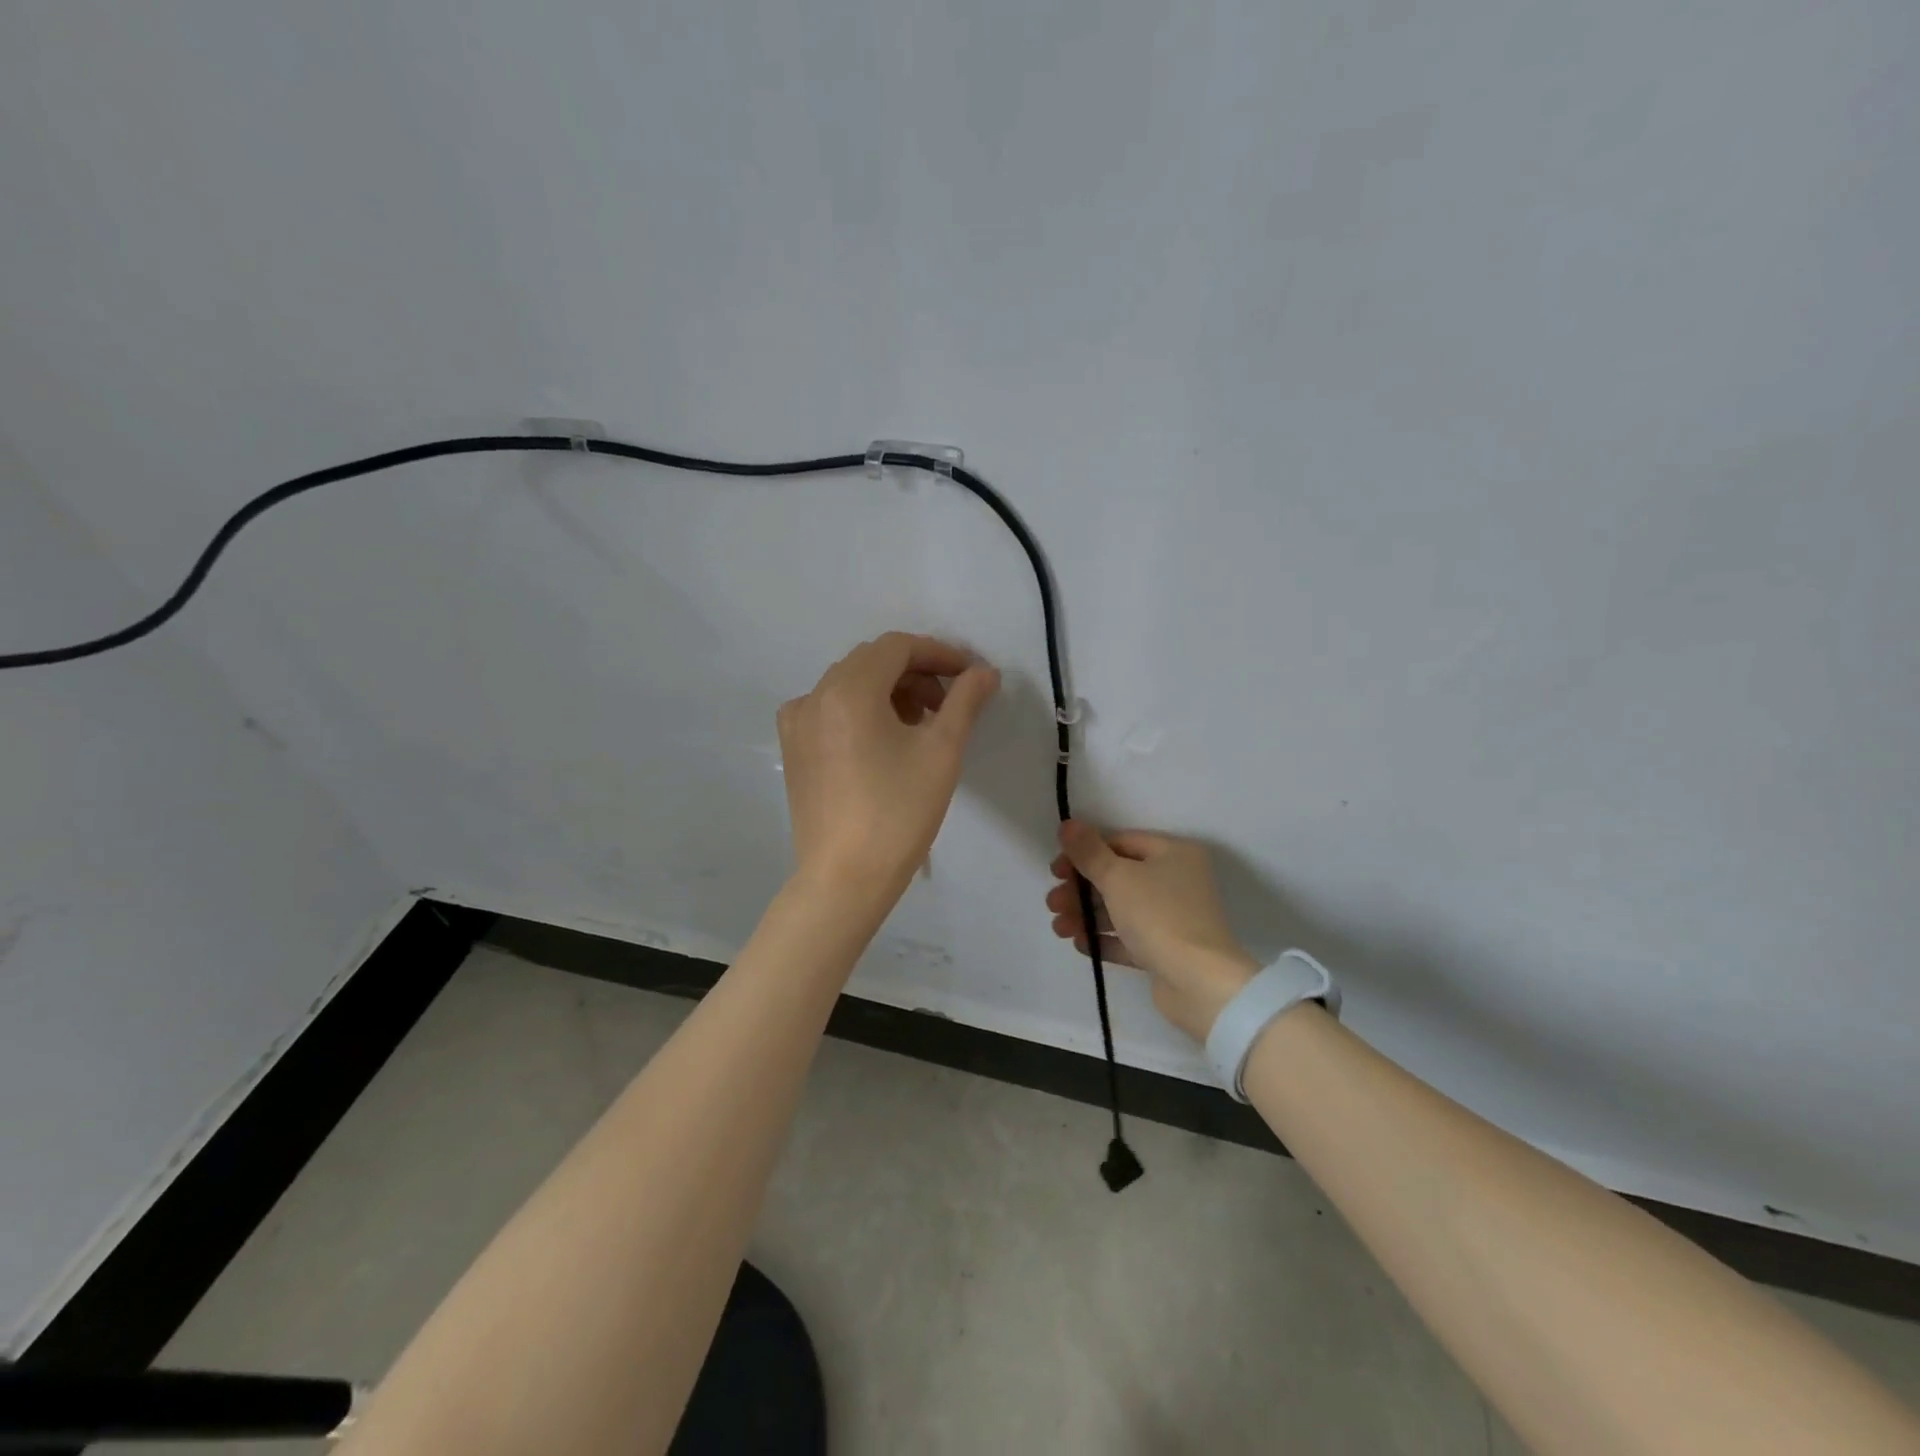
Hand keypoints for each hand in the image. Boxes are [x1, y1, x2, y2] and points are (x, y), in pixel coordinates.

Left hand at [778, 632, 999, 901]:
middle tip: (949, 702)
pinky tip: (882, 740)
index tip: (970, 675)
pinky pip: (829, 709)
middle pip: (872, 661)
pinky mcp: (793, 748)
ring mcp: (797, 722)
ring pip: (850, 684)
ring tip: (921, 724)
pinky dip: (861, 710)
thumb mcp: (942, 751)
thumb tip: (985, 672)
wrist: (845, 878)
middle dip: (915, 672)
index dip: (939, 653)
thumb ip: (965, 701)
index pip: (898, 647)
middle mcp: (815, 695)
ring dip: (889, 690)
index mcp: (848, 690)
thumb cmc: (899, 813)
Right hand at [1045, 821, 1258, 1041]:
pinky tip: (1080, 944)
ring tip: (1060, 928)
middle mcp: (1178, 880)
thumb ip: (1088, 851)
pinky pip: (1130, 938)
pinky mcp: (1168, 950)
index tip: (1056, 871)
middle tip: (1052, 904)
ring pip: (1121, 909)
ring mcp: (1174, 917)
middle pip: (1119, 877)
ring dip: (1086, 915)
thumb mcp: (1118, 877)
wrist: (1199, 983)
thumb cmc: (1159, 916)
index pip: (1120, 842)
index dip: (1085, 853)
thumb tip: (1067, 824)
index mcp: (1174, 853)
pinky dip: (1105, 939)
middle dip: (1081, 890)